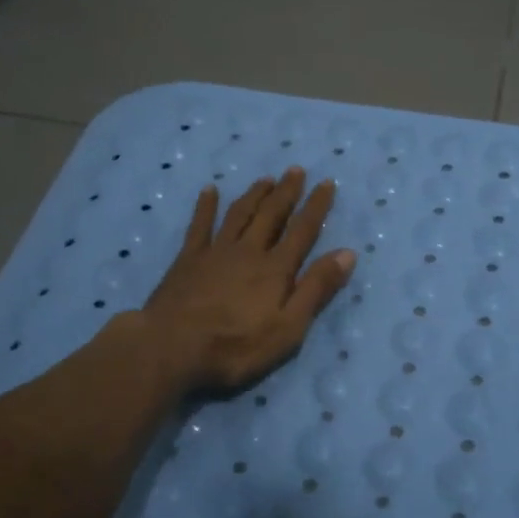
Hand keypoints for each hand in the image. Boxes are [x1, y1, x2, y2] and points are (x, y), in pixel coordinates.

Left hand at [136, 168, 355, 394]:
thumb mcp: (288, 328)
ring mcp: (216, 251)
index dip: (316, 206)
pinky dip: (206, 206)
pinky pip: (200, 225)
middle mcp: (248, 251)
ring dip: (254, 195)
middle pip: (271, 214)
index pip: (302, 230)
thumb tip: (347, 253)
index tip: (327, 183)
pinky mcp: (188, 259)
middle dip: (286, 192)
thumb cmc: (235, 346)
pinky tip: (209, 190)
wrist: (171, 347)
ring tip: (265, 179)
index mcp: (276, 269)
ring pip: (240, 214)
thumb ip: (316, 289)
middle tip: (295, 170)